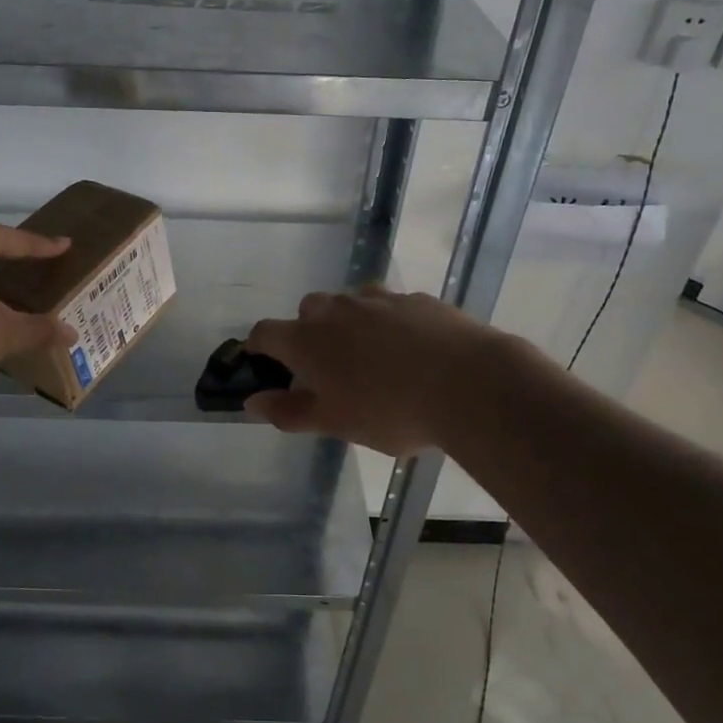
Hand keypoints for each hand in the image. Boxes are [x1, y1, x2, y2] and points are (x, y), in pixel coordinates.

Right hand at [245, 287, 534, 455]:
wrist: (469, 383)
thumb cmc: (390, 410)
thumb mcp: (335, 422)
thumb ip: (289, 411)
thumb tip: (253, 401)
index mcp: (307, 340)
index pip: (265, 333)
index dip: (259, 349)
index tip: (265, 366)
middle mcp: (336, 310)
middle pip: (307, 310)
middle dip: (308, 333)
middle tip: (326, 369)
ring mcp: (378, 300)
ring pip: (350, 304)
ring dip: (349, 324)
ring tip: (371, 359)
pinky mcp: (417, 299)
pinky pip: (390, 306)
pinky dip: (388, 323)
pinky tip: (411, 351)